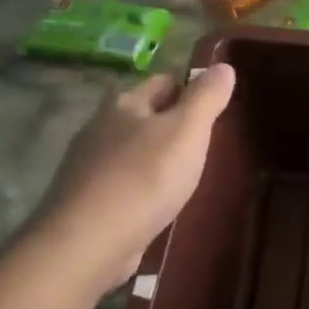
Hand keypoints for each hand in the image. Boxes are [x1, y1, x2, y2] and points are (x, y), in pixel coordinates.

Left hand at [31, 63, 235, 286]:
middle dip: (170, 122)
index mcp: (125, 104)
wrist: (87, 243)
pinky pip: (121, 183)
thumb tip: (223, 65)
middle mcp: (100, 127)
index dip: (189, 88)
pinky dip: (140, 187)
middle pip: (142, 114)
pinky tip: (156, 203)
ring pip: (130, 150)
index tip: (214, 105)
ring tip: (185, 173)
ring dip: (153, 156)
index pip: (163, 81)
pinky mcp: (85, 202)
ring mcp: (87, 166)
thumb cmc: (144, 178)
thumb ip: (207, 97)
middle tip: (205, 140)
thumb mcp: (187, 131)